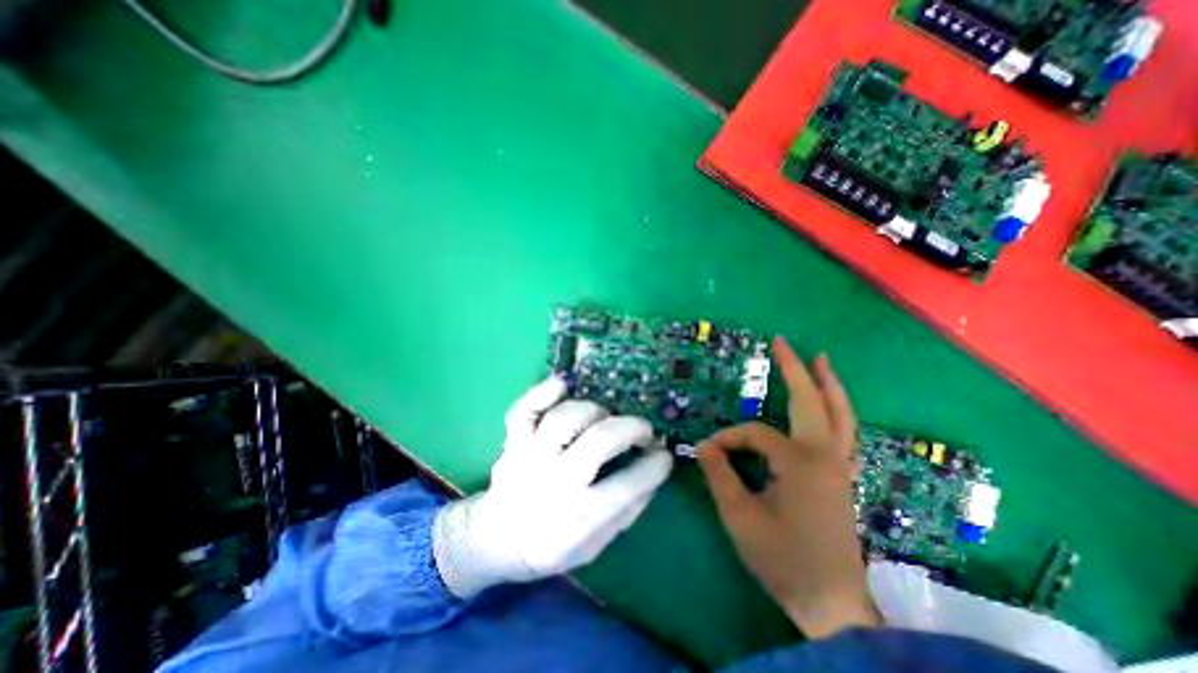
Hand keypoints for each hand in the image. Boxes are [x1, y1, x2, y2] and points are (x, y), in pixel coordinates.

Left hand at [431, 376, 671, 597]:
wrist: (495, 541)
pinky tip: (563, 383)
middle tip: (644, 429)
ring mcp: (530, 457)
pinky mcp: (513, 442)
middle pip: (598, 441)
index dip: (653, 466)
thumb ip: (625, 512)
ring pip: (564, 419)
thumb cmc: (550, 545)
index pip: (626, 487)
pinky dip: (542, 392)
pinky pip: (524, 410)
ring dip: (593, 411)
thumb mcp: (594, 545)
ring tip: (605, 417)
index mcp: (577, 517)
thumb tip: (654, 472)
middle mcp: (554, 482)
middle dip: (631, 428)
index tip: (664, 454)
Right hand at [699, 339, 878, 639]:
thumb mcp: (739, 516)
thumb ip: (719, 475)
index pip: (754, 434)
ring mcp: (841, 466)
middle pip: (813, 402)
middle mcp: (826, 456)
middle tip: (783, 342)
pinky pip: (845, 433)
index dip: (728, 439)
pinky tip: (833, 405)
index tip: (708, 453)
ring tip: (821, 359)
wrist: (832, 605)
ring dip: (829, 385)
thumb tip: (703, 446)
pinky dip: (839, 411)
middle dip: (796, 369)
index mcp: (800, 463)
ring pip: (841, 415)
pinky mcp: (844, 478)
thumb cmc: (783, 559)